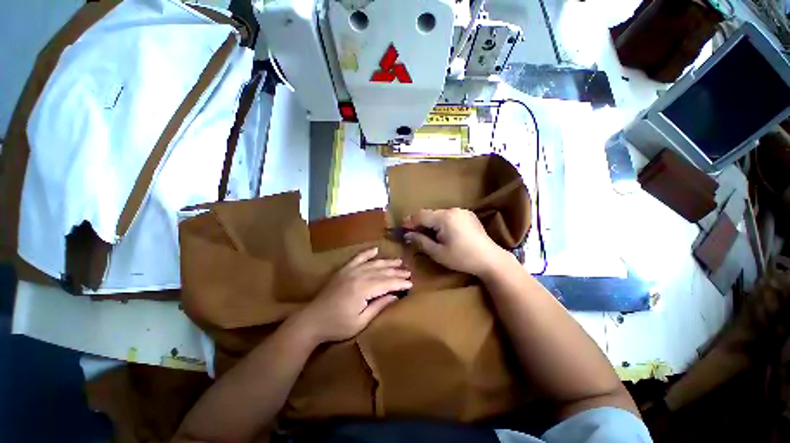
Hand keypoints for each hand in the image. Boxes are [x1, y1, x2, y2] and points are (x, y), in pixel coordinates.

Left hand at [294, 247, 410, 343]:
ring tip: (398, 261)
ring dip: (387, 262)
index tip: (411, 284)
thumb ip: (379, 306)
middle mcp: (358, 275)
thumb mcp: (361, 321)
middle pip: (382, 271)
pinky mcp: (343, 270)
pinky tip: (375, 249)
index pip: (387, 283)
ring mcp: (350, 271)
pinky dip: (367, 253)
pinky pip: (358, 258)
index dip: (400, 283)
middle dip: (397, 272)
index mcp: (363, 289)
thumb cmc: (337, 325)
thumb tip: (395, 296)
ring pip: (373, 263)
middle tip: (408, 272)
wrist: (312, 320)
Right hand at [402, 208, 508, 277]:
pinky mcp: (468, 215)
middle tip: (413, 234)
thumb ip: (421, 241)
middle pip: (430, 214)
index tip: (402, 229)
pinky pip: (449, 216)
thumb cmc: (462, 258)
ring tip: (427, 235)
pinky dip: (441, 222)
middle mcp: (453, 210)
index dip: (410, 221)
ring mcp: (462, 211)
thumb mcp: (438, 253)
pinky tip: (443, 233)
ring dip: (431, 222)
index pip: (421, 215)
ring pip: (439, 214)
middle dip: (420, 223)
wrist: (490, 259)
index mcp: (445, 218)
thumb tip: (407, 235)